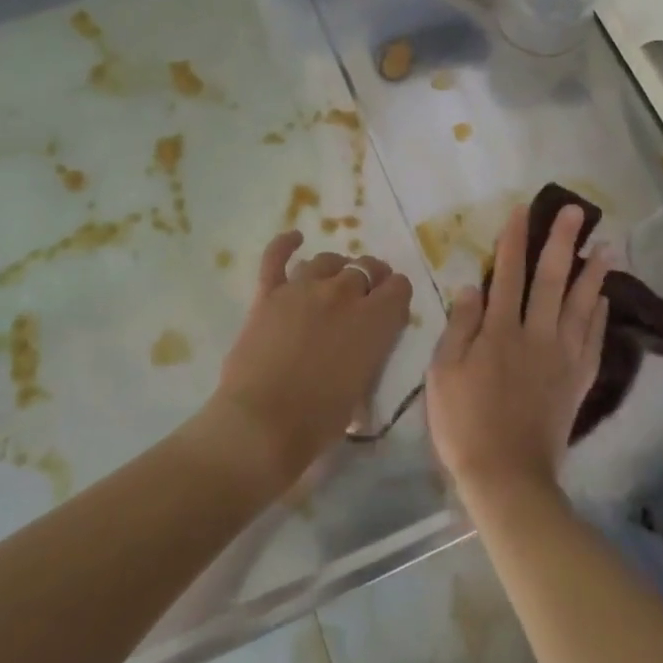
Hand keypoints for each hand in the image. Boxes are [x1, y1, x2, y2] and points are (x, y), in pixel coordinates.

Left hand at [204, 231, 412, 495]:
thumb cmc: (319, 420)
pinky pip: (277, 256)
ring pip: (327, 260)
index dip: (396, 295)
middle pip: (365, 268)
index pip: (399, 286)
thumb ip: (370, 352)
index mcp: (374, 319)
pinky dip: (286, 244)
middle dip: (370, 279)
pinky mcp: (269, 293)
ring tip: (331, 282)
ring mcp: (303, 288)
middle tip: (363, 297)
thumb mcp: (363, 387)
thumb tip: (364, 344)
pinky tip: (294, 238)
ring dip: (335, 270)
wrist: (262, 424)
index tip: (391, 307)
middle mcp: (343, 293)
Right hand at [426, 203, 609, 509]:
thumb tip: (472, 287)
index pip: (508, 275)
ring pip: (580, 305)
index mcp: (499, 332)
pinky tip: (604, 297)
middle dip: (561, 242)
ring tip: (606, 246)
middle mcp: (535, 335)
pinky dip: (599, 315)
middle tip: (575, 212)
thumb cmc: (464, 423)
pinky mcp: (577, 380)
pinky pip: (592, 340)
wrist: (506, 476)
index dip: (513, 240)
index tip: (521, 211)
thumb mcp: (443, 373)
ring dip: (593, 273)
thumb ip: (459, 327)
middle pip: (550, 280)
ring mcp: (562, 357)